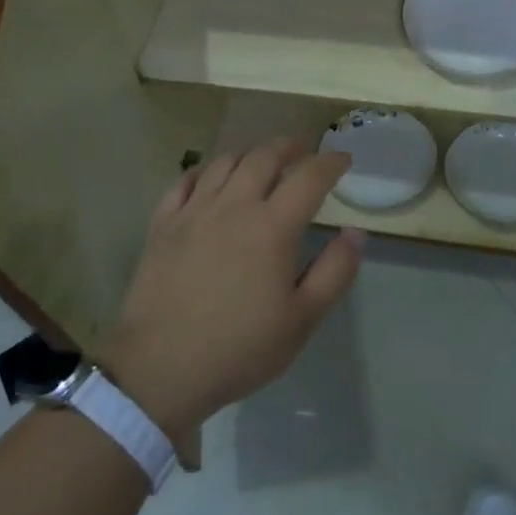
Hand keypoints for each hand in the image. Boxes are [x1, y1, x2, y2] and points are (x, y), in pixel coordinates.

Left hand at [101, 140, 364, 437]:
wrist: (160, 368)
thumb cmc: (240, 347)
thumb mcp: (303, 319)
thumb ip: (335, 271)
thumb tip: (355, 232)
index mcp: (272, 226)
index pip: (309, 177)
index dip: (330, 163)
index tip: (344, 159)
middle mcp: (234, 205)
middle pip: (264, 156)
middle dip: (290, 146)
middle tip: (304, 149)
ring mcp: (193, 211)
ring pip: (225, 162)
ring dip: (250, 152)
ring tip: (262, 158)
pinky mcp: (163, 224)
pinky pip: (184, 181)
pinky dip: (204, 170)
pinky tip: (210, 178)